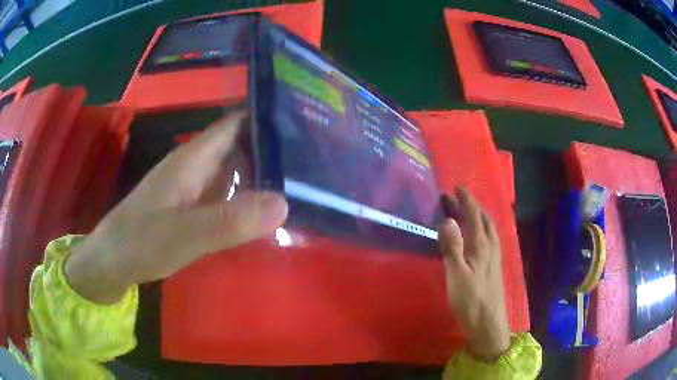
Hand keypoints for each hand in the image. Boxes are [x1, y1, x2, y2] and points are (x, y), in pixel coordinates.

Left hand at [65, 110, 288, 303]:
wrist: (111, 262)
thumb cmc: (139, 242)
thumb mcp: (183, 235)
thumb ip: (228, 220)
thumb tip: (283, 203)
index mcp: (193, 159)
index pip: (235, 123)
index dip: (267, 118)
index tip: (304, 124)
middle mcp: (195, 166)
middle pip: (239, 145)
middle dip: (273, 148)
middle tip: (314, 160)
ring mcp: (193, 188)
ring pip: (233, 170)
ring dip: (262, 174)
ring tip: (302, 183)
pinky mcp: (191, 208)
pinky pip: (225, 194)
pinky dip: (247, 198)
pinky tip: (266, 211)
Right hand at [439, 187, 509, 361]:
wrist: (488, 323)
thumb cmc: (470, 300)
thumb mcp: (456, 275)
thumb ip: (452, 247)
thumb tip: (447, 219)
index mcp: (481, 245)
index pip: (475, 216)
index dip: (466, 201)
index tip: (457, 188)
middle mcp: (491, 247)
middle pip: (484, 219)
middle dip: (472, 206)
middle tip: (459, 197)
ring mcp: (495, 257)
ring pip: (489, 229)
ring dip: (479, 216)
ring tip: (468, 211)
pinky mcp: (494, 266)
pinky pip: (490, 238)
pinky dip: (483, 229)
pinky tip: (479, 237)